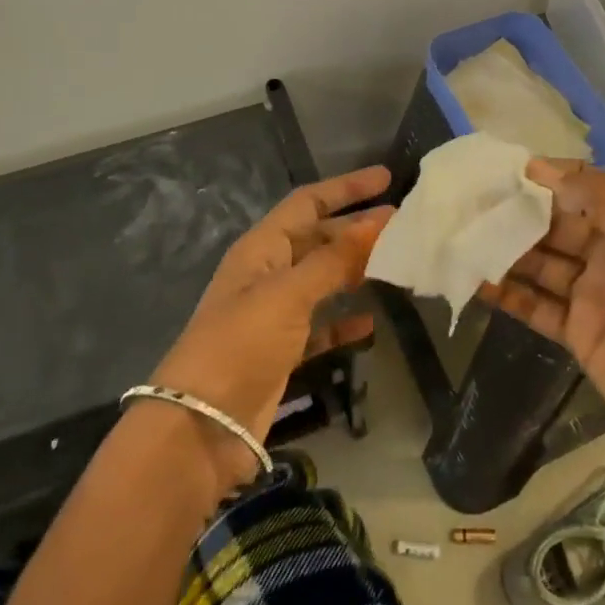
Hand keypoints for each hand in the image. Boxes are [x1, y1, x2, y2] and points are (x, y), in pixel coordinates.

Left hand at [150, 166, 393, 484]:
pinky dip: (344, 322)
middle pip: (318, 239)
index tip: (386, 178)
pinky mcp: (282, 352)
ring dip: (354, 271)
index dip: (345, 188)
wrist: (201, 426)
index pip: (307, 203)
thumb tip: (380, 220)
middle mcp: (267, 275)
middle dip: (356, 230)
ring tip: (396, 265)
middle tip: (403, 226)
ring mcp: (274, 315)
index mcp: (261, 249)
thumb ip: (335, 259)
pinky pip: (321, 326)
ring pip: (323, 281)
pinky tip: (371, 323)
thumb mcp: (288, 294)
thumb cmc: (241, 344)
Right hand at [481, 161, 604, 464]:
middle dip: (514, 214)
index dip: (542, 179)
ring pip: (539, 264)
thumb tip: (541, 167)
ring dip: (504, 251)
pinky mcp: (578, 333)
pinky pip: (535, 306)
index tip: (496, 171)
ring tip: (459, 237)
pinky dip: (506, 294)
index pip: (579, 189)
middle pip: (553, 225)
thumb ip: (597, 197)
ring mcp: (592, 293)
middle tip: (466, 204)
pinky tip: (474, 281)